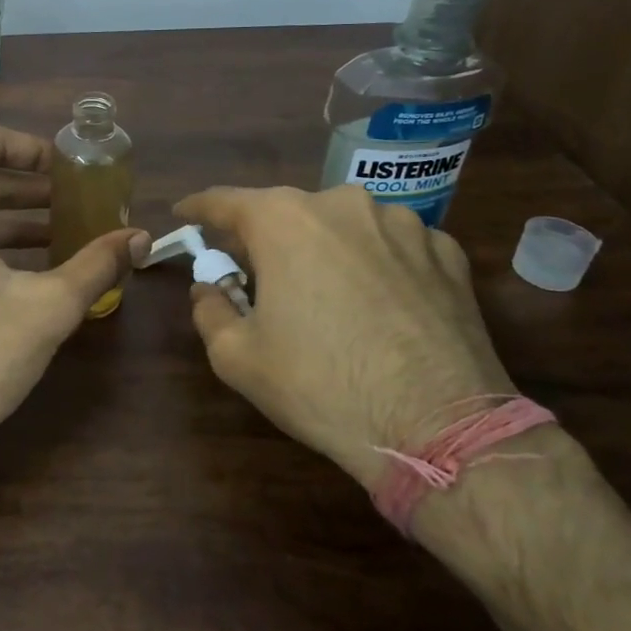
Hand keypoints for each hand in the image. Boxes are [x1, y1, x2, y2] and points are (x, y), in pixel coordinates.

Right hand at [172, 184, 512, 487]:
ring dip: (324, 248)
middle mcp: (342, 205)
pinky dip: (375, 263)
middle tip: (256, 273)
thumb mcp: (237, 357)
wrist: (441, 429)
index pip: (225, 200)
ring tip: (326, 295)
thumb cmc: (322, 387)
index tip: (184, 214)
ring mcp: (402, 223)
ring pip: (343, 226)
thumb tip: (210, 287)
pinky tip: (379, 303)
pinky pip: (392, 246)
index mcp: (284, 221)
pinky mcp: (446, 251)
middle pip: (287, 212)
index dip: (199, 208)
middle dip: (265, 238)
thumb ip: (209, 309)